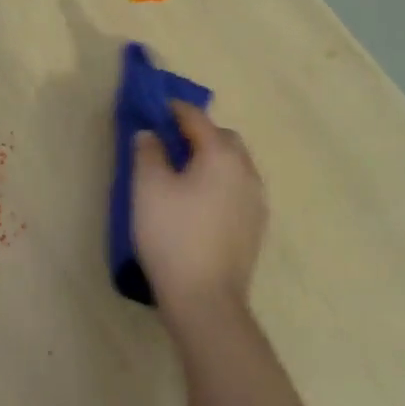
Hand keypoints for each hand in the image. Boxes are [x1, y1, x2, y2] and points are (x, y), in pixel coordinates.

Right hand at [132, 102, 267, 314]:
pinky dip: (220, 184)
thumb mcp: (147, 189)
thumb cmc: (172, 236)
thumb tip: (150, 134)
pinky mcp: (256, 227)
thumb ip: (148, 153)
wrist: (205, 298)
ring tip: (184, 175)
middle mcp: (246, 172)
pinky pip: (238, 190)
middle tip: (169, 143)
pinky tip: (200, 204)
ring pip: (235, 166)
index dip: (174, 109)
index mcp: (221, 156)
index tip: (156, 107)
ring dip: (212, 160)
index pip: (197, 119)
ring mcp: (256, 201)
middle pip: (224, 139)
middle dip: (199, 134)